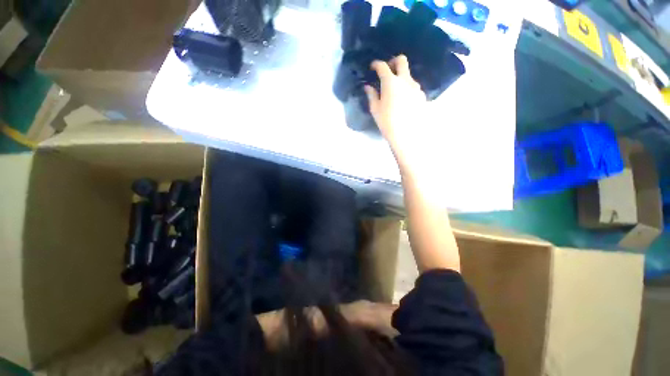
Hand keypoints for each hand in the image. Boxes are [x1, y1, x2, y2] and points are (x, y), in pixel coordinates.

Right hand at [364, 55, 430, 170]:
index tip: (372, 67)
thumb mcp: (375, 109)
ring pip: (408, 75)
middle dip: (393, 61)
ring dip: (401, 77)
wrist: (406, 135)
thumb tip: (368, 87)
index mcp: (391, 82)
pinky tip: (403, 101)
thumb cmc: (386, 122)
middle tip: (387, 70)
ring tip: (395, 91)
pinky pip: (413, 87)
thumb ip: (371, 95)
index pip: (382, 66)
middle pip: (401, 61)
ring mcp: (416, 87)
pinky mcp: (421, 95)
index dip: (376, 64)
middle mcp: (405, 80)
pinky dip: (407, 88)